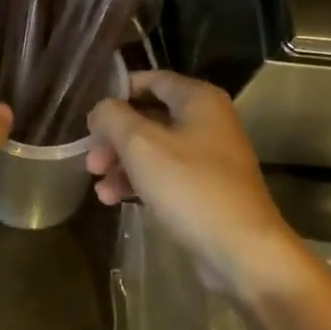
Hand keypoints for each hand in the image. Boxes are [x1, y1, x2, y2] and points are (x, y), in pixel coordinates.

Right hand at [87, 71, 310, 300]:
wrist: (240, 249)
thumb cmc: (190, 186)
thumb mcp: (140, 144)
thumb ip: (113, 118)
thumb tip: (100, 111)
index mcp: (198, 100)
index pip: (152, 80)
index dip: (118, 92)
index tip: (90, 115)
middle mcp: (207, 122)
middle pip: (149, 117)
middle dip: (115, 137)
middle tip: (91, 160)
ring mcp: (208, 158)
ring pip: (154, 150)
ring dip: (122, 164)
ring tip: (99, 187)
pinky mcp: (205, 190)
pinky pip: (165, 176)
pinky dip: (139, 182)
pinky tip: (113, 200)